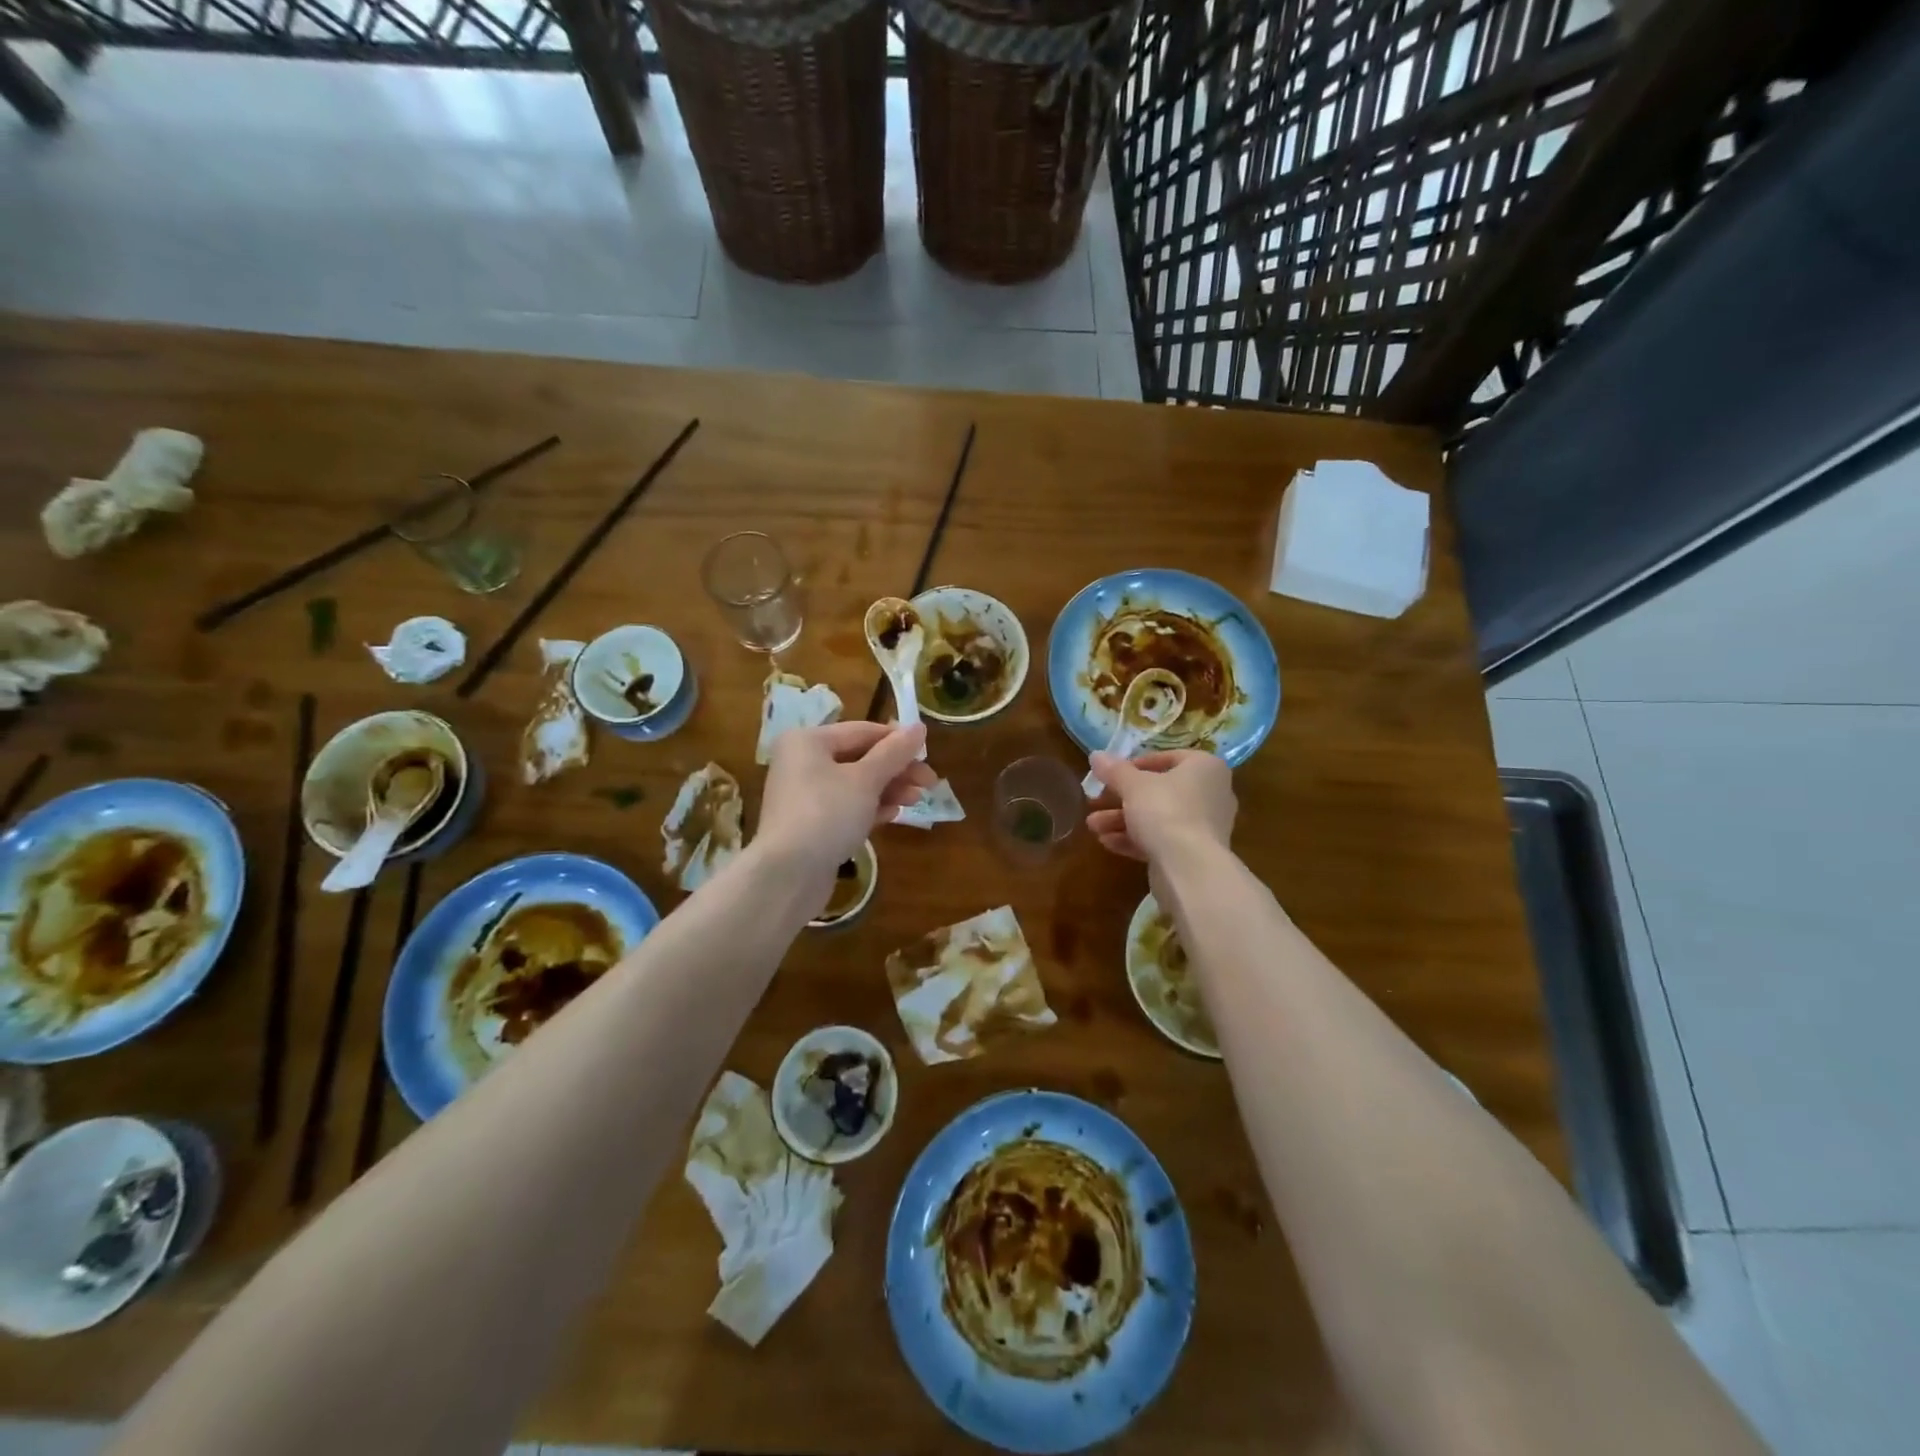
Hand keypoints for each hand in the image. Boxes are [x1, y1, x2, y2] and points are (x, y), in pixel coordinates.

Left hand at [758, 722, 935, 873]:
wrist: (788, 875)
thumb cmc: (827, 814)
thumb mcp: (866, 779)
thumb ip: (894, 753)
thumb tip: (920, 727)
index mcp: (808, 741)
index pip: (863, 731)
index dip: (898, 740)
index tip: (928, 754)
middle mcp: (802, 762)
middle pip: (859, 758)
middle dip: (896, 769)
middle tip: (929, 782)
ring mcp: (804, 796)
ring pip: (855, 784)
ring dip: (888, 789)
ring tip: (916, 800)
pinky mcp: (810, 824)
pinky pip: (846, 807)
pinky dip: (870, 808)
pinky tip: (892, 815)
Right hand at [1085, 749, 1235, 863]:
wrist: (1190, 868)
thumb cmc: (1165, 810)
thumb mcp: (1133, 785)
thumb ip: (1114, 770)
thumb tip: (1096, 755)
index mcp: (1205, 767)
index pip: (1169, 757)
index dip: (1136, 764)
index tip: (1112, 774)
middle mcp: (1212, 793)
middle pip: (1159, 790)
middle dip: (1122, 798)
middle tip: (1096, 801)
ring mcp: (1205, 826)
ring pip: (1158, 817)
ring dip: (1122, 820)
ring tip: (1093, 826)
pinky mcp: (1195, 853)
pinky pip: (1163, 839)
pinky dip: (1136, 839)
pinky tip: (1107, 842)